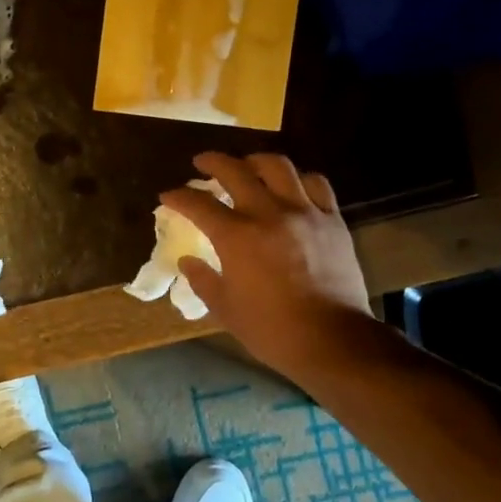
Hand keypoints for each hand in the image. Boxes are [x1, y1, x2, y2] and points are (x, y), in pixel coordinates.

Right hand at [162, 152, 383, 387]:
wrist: (333, 340)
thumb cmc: (272, 330)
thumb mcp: (225, 310)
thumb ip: (203, 280)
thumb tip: (188, 261)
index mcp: (236, 236)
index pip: (198, 204)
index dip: (178, 196)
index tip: (167, 196)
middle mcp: (268, 213)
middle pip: (235, 171)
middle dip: (212, 162)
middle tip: (202, 163)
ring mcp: (304, 212)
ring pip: (278, 166)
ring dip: (256, 161)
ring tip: (248, 166)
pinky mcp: (332, 220)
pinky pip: (316, 184)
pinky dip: (298, 179)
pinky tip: (291, 186)